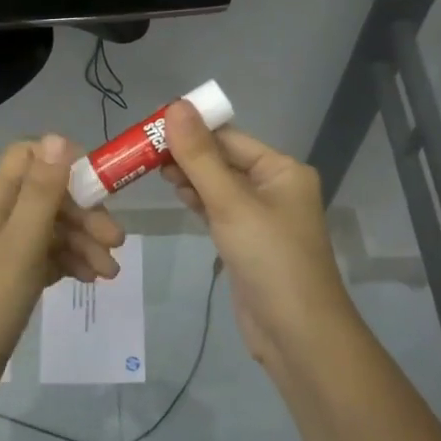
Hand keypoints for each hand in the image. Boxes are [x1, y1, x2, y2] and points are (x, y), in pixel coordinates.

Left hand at [0, 134, 124, 407]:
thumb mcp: (21, 244)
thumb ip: (42, 192)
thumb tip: (58, 137)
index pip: (29, 157)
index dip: (64, 162)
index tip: (99, 186)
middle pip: (48, 195)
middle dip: (85, 213)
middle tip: (116, 241)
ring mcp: (2, 247)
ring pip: (51, 228)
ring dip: (83, 242)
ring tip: (110, 273)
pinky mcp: (10, 275)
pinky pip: (46, 255)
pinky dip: (69, 261)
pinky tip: (89, 279)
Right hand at [160, 101, 356, 372]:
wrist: (297, 334)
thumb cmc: (270, 259)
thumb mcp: (231, 204)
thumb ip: (200, 156)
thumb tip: (176, 105)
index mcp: (282, 170)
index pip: (229, 138)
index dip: (191, 130)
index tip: (150, 128)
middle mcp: (275, 187)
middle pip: (224, 159)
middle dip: (187, 154)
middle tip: (143, 152)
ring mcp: (262, 216)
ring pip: (219, 185)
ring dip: (190, 177)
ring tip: (152, 170)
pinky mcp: (248, 241)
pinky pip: (220, 210)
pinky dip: (198, 200)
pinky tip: (176, 194)